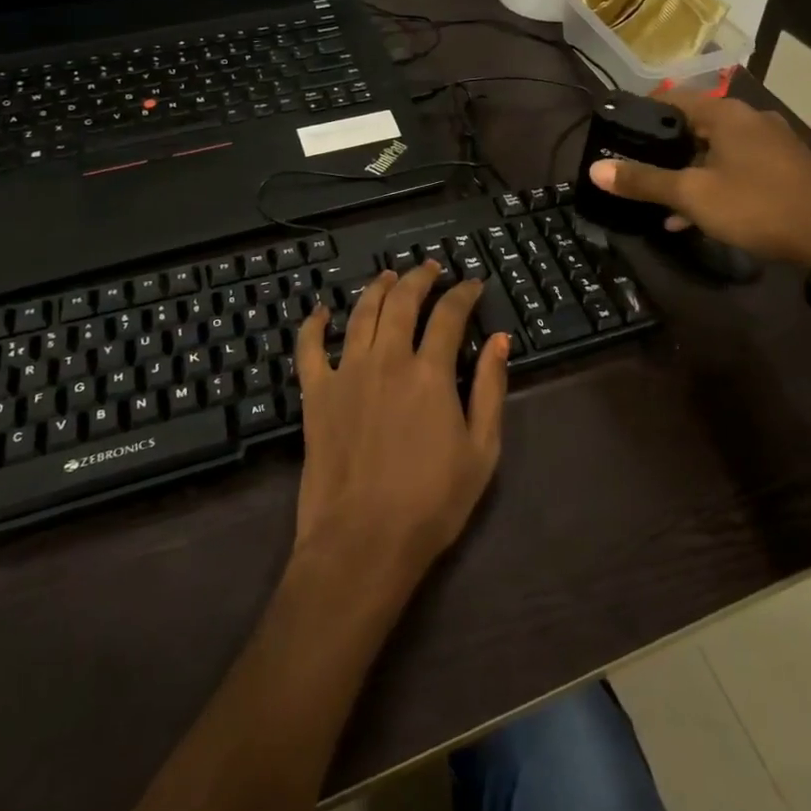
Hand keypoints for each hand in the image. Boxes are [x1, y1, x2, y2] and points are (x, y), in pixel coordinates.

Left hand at [292, 263, 509, 585]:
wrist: (362, 543)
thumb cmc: (431, 502)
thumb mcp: (481, 450)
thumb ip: (491, 389)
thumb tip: (500, 341)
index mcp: (430, 372)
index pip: (449, 315)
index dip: (463, 294)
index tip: (472, 284)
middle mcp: (387, 359)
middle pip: (402, 301)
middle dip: (420, 278)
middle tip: (431, 267)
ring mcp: (346, 373)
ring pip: (360, 313)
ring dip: (377, 288)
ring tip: (388, 275)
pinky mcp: (316, 394)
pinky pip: (310, 348)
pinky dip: (314, 324)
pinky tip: (321, 310)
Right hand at [589, 93, 810, 265]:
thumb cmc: (755, 205)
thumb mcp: (692, 195)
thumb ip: (644, 181)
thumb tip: (596, 170)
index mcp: (726, 114)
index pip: (673, 99)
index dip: (643, 114)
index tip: (619, 134)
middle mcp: (751, 119)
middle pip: (695, 126)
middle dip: (665, 151)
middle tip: (638, 171)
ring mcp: (772, 143)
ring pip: (717, 151)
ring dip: (690, 173)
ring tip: (663, 202)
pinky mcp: (786, 167)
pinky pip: (739, 167)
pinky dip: (716, 183)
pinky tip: (698, 216)